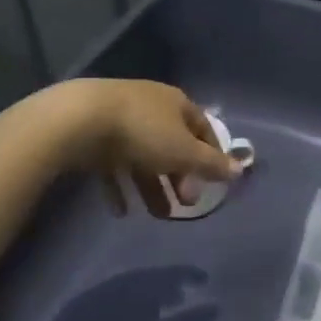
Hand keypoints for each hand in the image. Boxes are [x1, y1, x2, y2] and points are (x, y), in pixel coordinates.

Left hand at [53, 79, 238, 217]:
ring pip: (143, 157)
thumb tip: (240, 169)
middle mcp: (151, 108)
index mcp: (176, 104)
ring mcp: (120, 121)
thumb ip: (211, 164)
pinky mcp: (94, 137)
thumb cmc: (143, 132)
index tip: (214, 181)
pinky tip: (121, 211)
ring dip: (152, 187)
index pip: (202, 128)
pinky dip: (120, 186)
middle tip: (186, 204)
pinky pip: (113, 165)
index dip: (211, 154)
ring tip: (157, 215)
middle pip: (172, 145)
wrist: (80, 120)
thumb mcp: (184, 152)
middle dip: (180, 177)